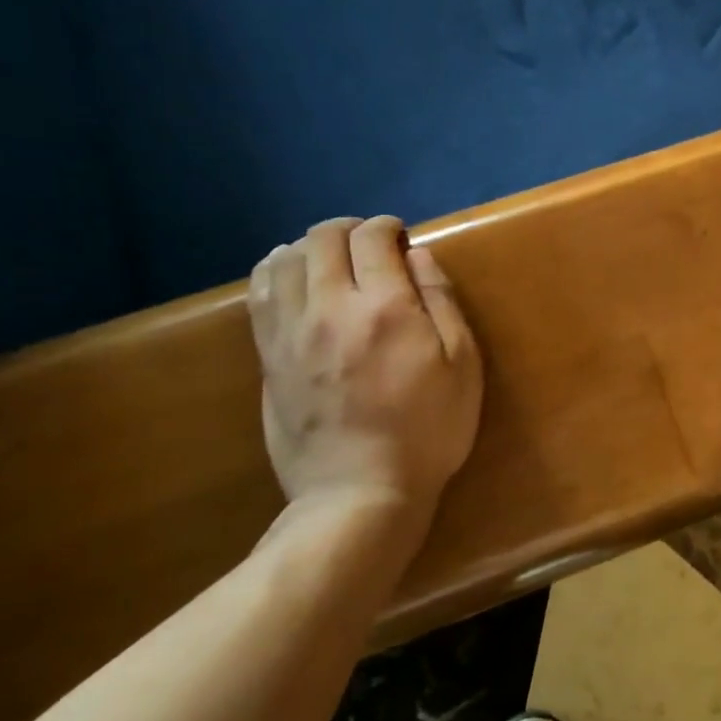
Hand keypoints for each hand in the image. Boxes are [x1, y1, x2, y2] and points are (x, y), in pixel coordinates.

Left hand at [249, 217, 482, 542]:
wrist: (360, 493)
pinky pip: (258, 295)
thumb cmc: (428, 431)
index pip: (372, 238)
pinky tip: (288, 278)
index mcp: (384, 307)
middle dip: (347, 228)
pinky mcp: (268, 359)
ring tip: (327, 258)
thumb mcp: (462, 367)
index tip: (400, 237)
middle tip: (368, 244)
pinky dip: (274, 272)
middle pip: (322, 239)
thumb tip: (418, 255)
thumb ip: (442, 302)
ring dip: (307, 246)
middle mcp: (329, 308)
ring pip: (282, 260)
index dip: (387, 227)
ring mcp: (290, 333)